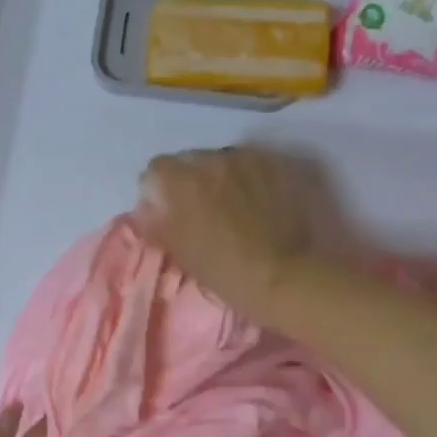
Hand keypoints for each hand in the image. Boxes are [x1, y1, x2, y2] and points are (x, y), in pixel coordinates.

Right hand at [136, 146, 326, 315]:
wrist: (290, 277)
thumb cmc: (229, 272)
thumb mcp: (183, 253)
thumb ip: (158, 224)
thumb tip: (146, 210)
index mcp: (184, 181)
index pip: (157, 168)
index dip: (159, 189)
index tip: (167, 210)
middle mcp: (215, 159)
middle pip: (192, 160)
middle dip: (192, 180)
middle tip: (202, 210)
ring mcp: (251, 159)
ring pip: (225, 159)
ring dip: (223, 176)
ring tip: (235, 204)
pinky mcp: (281, 165)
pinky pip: (255, 163)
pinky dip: (252, 177)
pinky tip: (261, 200)